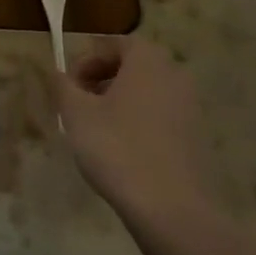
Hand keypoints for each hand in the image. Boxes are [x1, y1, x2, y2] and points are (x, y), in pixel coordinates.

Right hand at [54, 35, 218, 229]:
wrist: (172, 210)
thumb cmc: (117, 149)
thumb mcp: (76, 113)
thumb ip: (63, 86)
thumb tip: (58, 74)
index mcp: (147, 60)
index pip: (113, 44)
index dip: (86, 61)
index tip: (70, 86)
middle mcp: (174, 75)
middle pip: (132, 66)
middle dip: (102, 80)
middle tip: (80, 105)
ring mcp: (190, 108)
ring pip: (147, 92)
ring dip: (120, 102)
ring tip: (97, 129)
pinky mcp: (197, 138)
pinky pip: (161, 117)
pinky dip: (139, 123)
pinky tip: (122, 151)